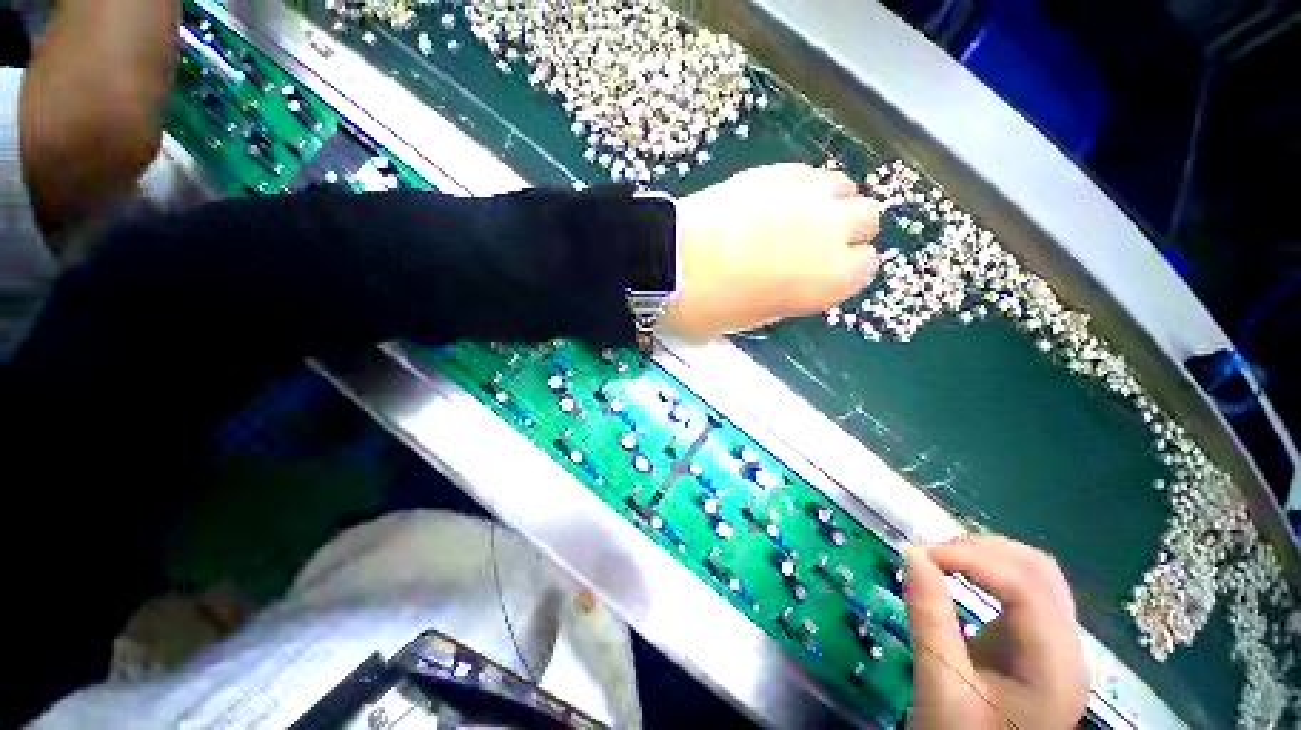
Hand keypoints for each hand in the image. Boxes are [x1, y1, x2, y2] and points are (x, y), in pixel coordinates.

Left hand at [661, 163, 880, 339]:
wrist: (671, 263)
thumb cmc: (711, 306)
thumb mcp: (755, 317)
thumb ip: (788, 297)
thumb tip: (794, 282)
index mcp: (829, 278)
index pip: (865, 266)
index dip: (846, 270)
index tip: (826, 273)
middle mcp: (831, 231)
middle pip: (867, 218)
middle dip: (848, 231)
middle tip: (816, 243)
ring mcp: (805, 195)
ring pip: (844, 188)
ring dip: (831, 203)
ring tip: (800, 217)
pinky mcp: (775, 171)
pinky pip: (808, 173)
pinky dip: (803, 187)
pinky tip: (779, 200)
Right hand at [905, 536, 1090, 729]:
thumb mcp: (940, 684)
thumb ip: (929, 617)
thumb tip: (911, 553)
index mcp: (1055, 669)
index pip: (1027, 589)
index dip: (973, 558)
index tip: (920, 553)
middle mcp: (1070, 651)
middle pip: (1039, 573)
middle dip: (981, 551)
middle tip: (928, 555)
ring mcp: (1061, 646)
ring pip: (1037, 575)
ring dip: (988, 556)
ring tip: (942, 559)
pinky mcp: (1042, 643)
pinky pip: (1027, 590)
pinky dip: (992, 572)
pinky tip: (962, 574)